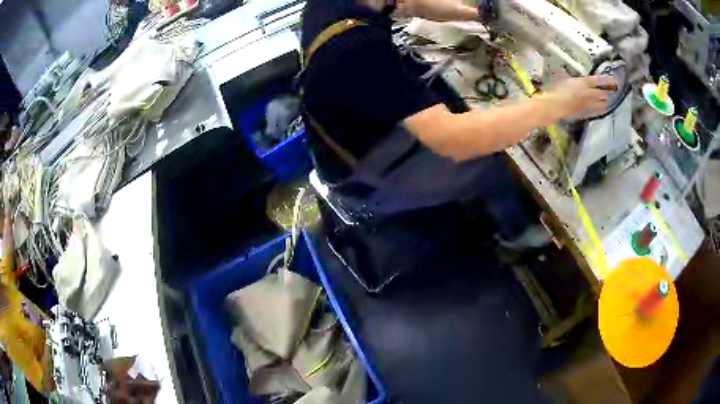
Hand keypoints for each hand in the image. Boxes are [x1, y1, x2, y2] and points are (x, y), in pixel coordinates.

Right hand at [542, 76, 617, 119]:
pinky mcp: (585, 113)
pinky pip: (597, 111)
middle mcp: (589, 93)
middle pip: (603, 93)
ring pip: (602, 103)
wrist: (554, 105)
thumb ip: (573, 78)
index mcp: (584, 83)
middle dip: (609, 92)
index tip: (615, 80)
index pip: (599, 81)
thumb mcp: (563, 78)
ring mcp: (588, 104)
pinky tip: (603, 108)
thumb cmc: (556, 89)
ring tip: (609, 99)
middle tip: (614, 90)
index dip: (608, 81)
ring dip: (606, 101)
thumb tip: (576, 78)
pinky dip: (601, 109)